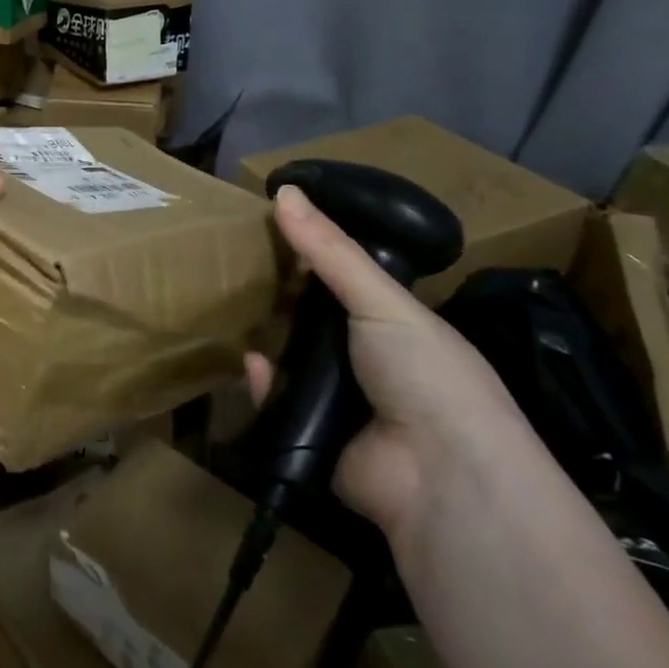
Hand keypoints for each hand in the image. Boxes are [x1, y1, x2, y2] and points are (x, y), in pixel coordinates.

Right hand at [242, 184, 527, 544]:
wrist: (440, 476)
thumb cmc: (425, 373)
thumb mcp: (381, 300)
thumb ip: (330, 250)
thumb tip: (283, 190)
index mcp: (395, 325)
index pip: (345, 281)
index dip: (310, 257)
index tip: (268, 229)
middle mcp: (367, 361)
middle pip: (310, 320)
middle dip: (277, 298)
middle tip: (235, 268)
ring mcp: (340, 401)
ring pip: (289, 360)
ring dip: (265, 340)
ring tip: (228, 307)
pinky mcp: (311, 435)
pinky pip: (275, 403)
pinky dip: (262, 385)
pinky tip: (252, 365)